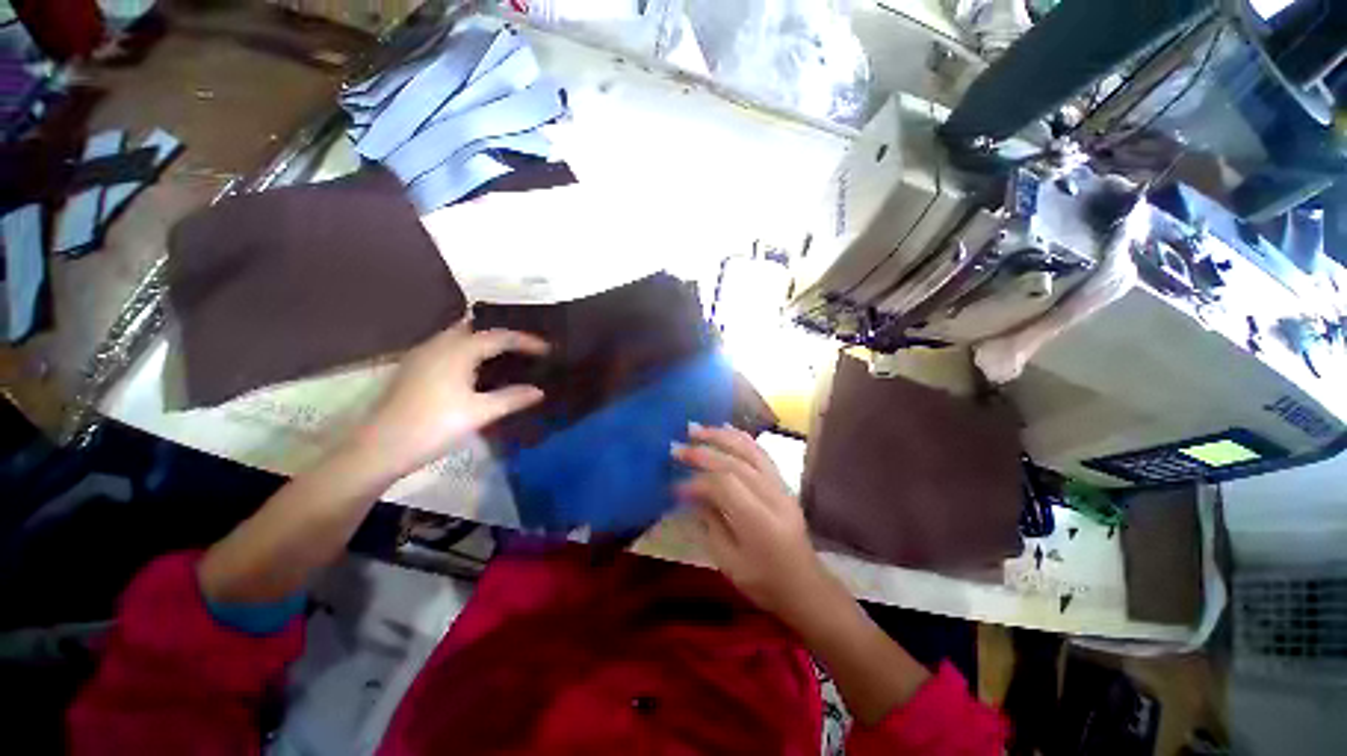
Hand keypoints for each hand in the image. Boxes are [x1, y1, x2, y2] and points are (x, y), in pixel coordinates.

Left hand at [347, 320, 548, 480]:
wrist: (380, 447)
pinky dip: (467, 349)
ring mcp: (422, 354)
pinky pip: (447, 346)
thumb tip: (539, 391)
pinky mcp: (413, 367)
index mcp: (458, 350)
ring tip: (505, 353)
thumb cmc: (434, 426)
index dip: (526, 341)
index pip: (499, 336)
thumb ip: (512, 398)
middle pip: (475, 327)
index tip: (548, 349)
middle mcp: (439, 344)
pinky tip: (474, 367)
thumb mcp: (480, 413)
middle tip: (524, 345)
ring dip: (482, 339)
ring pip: (458, 335)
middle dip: (501, 332)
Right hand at [672, 424, 837, 622]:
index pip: (724, 485)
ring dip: (721, 437)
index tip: (674, 485)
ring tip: (697, 429)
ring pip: (749, 451)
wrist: (805, 586)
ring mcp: (781, 486)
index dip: (696, 481)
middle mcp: (772, 496)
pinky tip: (726, 429)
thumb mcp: (729, 562)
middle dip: (703, 452)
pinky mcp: (783, 483)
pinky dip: (742, 438)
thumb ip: (711, 524)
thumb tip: (693, 494)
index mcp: (759, 521)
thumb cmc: (764, 582)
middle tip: (676, 446)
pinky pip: (761, 453)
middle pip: (735, 463)